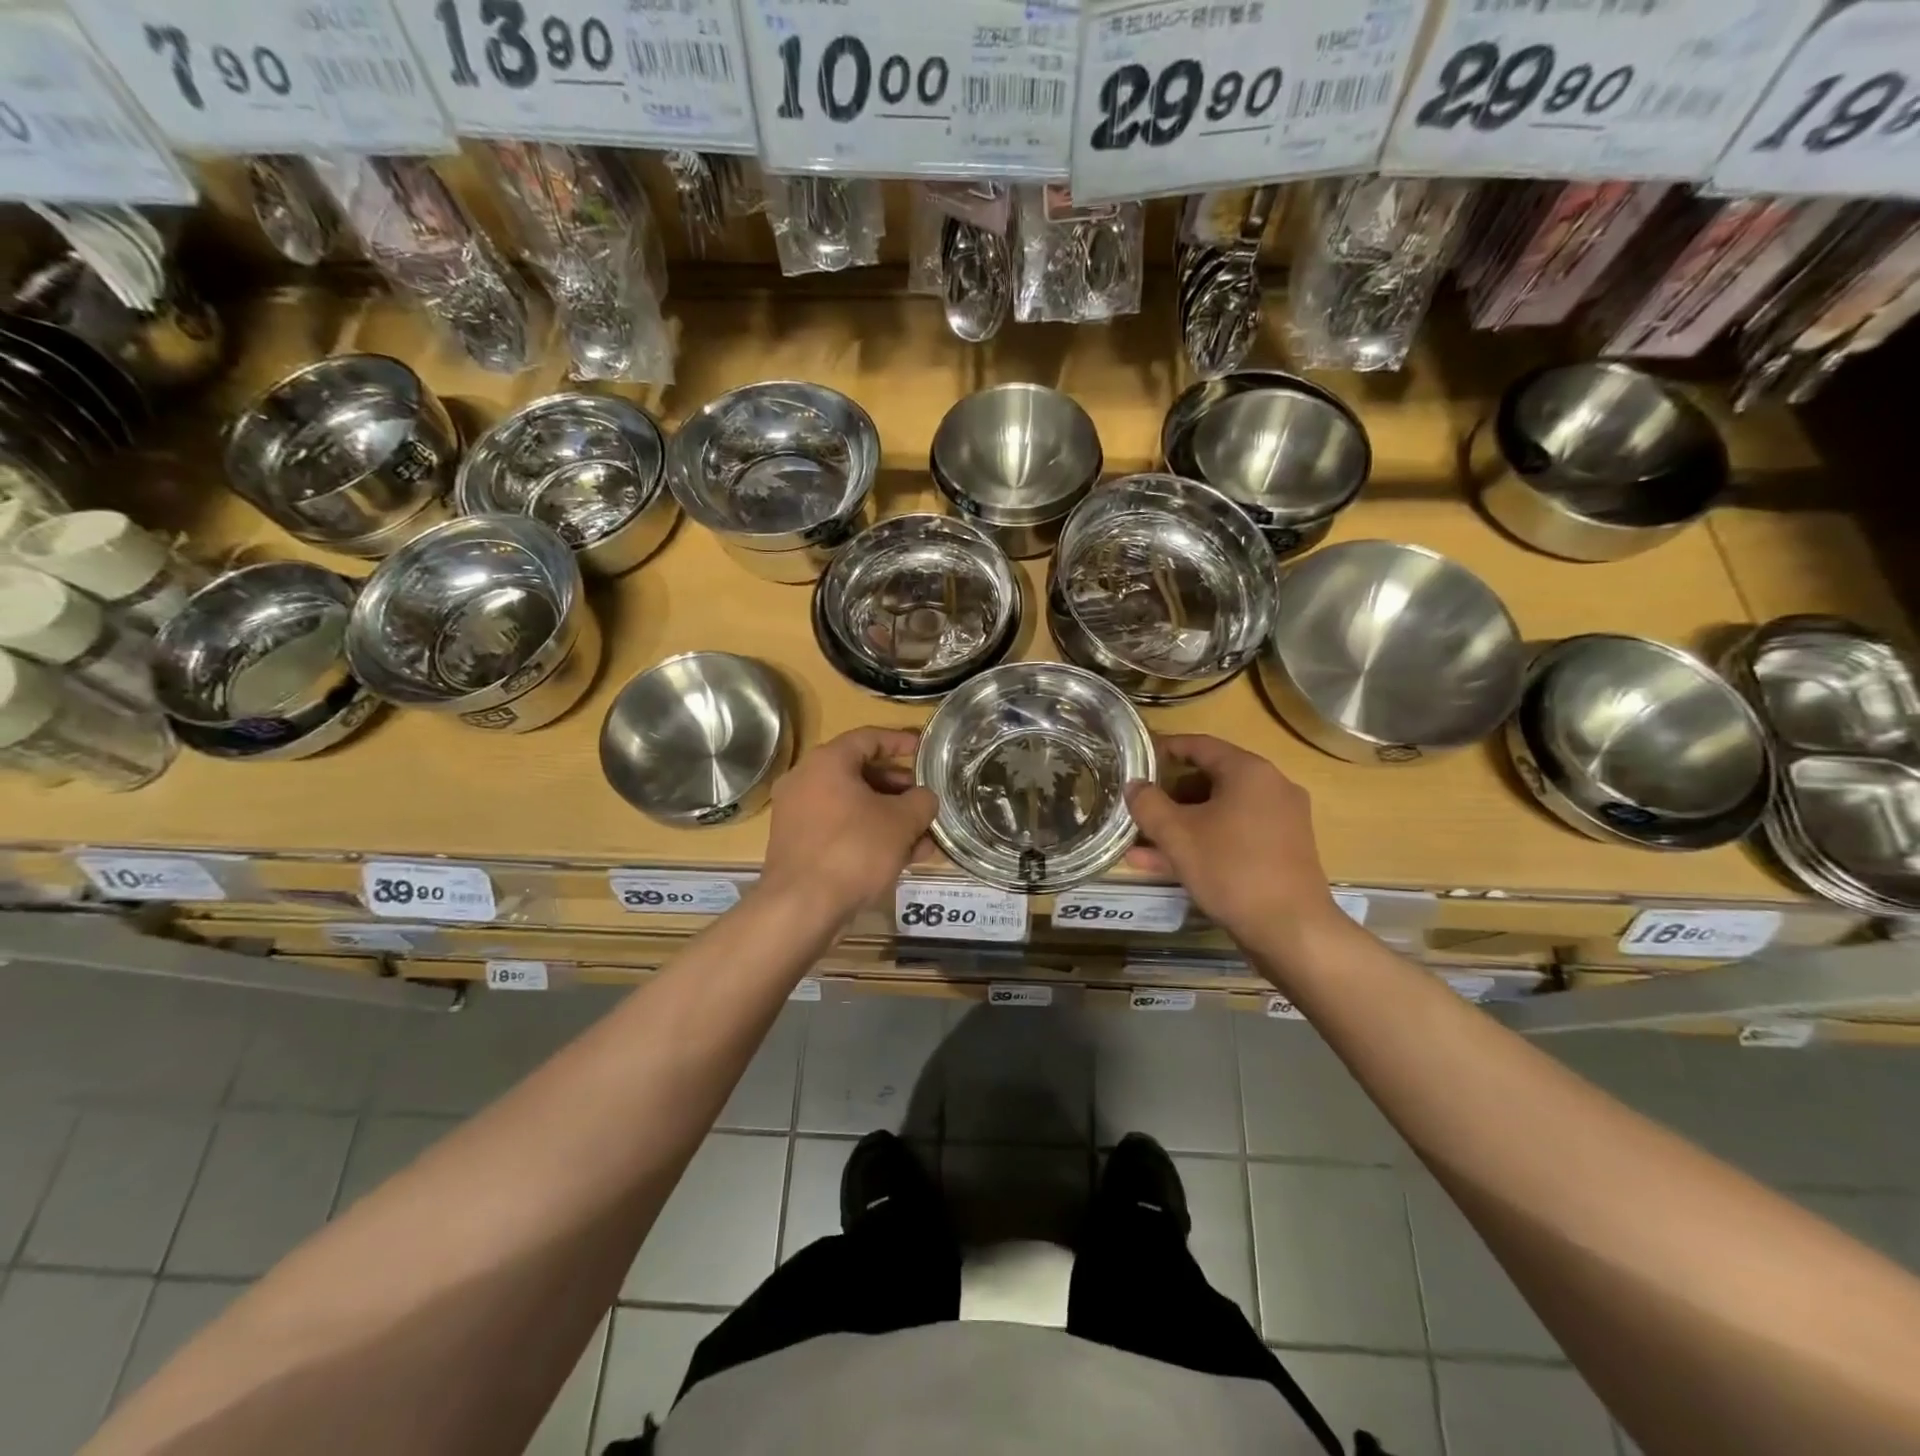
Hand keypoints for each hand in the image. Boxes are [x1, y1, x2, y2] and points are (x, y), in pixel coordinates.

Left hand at [761, 727, 936, 921]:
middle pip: (860, 773)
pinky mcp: (800, 845)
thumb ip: (922, 801)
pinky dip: (869, 836)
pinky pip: (841, 830)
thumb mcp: (902, 822)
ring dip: (889, 818)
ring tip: (923, 837)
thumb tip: (925, 798)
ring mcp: (799, 815)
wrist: (802, 907)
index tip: (924, 751)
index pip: (869, 738)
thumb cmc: (854, 850)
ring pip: (853, 806)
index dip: (901, 742)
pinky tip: (901, 857)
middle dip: (899, 788)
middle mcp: (806, 781)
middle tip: (925, 800)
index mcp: (827, 762)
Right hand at [1125, 734, 1343, 944]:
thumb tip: (1134, 785)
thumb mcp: (1177, 835)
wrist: (1292, 930)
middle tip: (1139, 806)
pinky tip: (1165, 865)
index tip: (1137, 758)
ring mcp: (1281, 821)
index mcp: (1250, 772)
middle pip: (1210, 779)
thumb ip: (1148, 804)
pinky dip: (1203, 842)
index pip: (1200, 745)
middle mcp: (1271, 788)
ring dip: (1180, 825)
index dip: (1165, 748)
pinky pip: (1234, 836)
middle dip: (1169, 795)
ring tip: (1140, 843)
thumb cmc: (1231, 870)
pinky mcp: (1282, 851)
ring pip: (1219, 813)